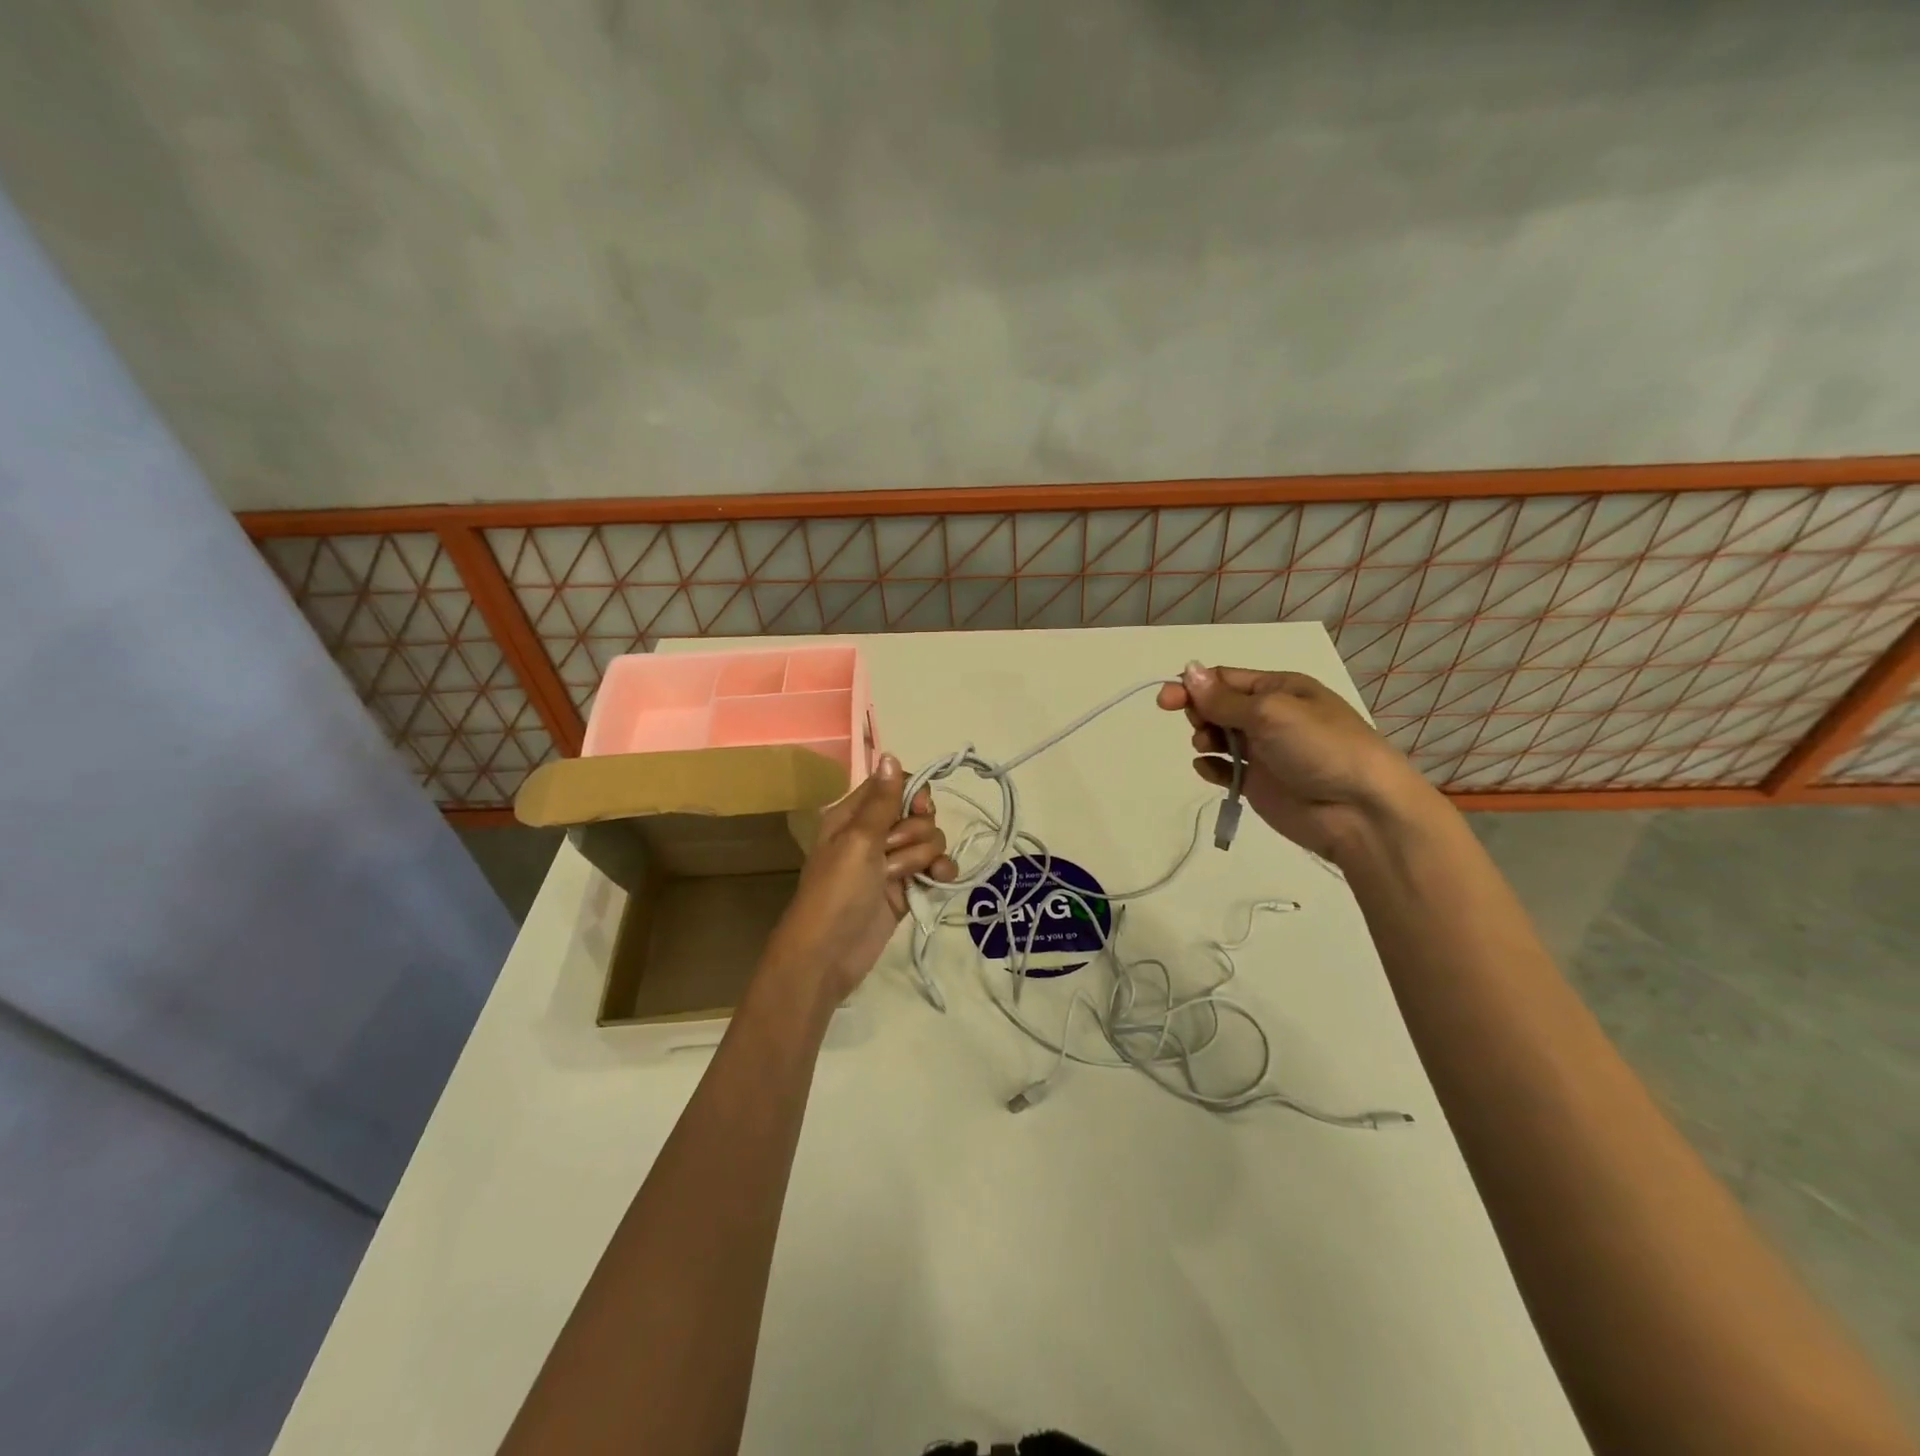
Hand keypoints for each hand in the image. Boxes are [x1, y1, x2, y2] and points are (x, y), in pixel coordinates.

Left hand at [761, 754, 956, 1002]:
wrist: (828, 955)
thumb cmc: (837, 891)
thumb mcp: (858, 840)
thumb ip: (881, 800)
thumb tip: (890, 755)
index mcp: (854, 815)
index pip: (894, 786)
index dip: (912, 794)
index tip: (918, 807)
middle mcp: (874, 835)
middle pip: (918, 814)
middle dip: (916, 832)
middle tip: (894, 852)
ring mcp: (891, 864)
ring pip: (929, 842)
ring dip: (925, 856)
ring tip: (905, 877)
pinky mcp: (905, 890)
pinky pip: (934, 869)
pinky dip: (940, 872)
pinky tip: (940, 880)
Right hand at [1156, 664, 1435, 863]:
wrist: (1359, 810)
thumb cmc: (1321, 747)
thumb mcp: (1271, 712)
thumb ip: (1224, 698)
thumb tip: (1188, 671)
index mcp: (1279, 688)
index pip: (1224, 679)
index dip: (1193, 686)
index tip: (1165, 701)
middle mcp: (1270, 716)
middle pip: (1217, 705)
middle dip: (1199, 712)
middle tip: (1200, 727)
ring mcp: (1264, 751)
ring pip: (1218, 736)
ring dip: (1204, 738)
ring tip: (1207, 748)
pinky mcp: (1259, 783)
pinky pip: (1224, 769)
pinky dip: (1211, 767)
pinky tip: (1210, 770)